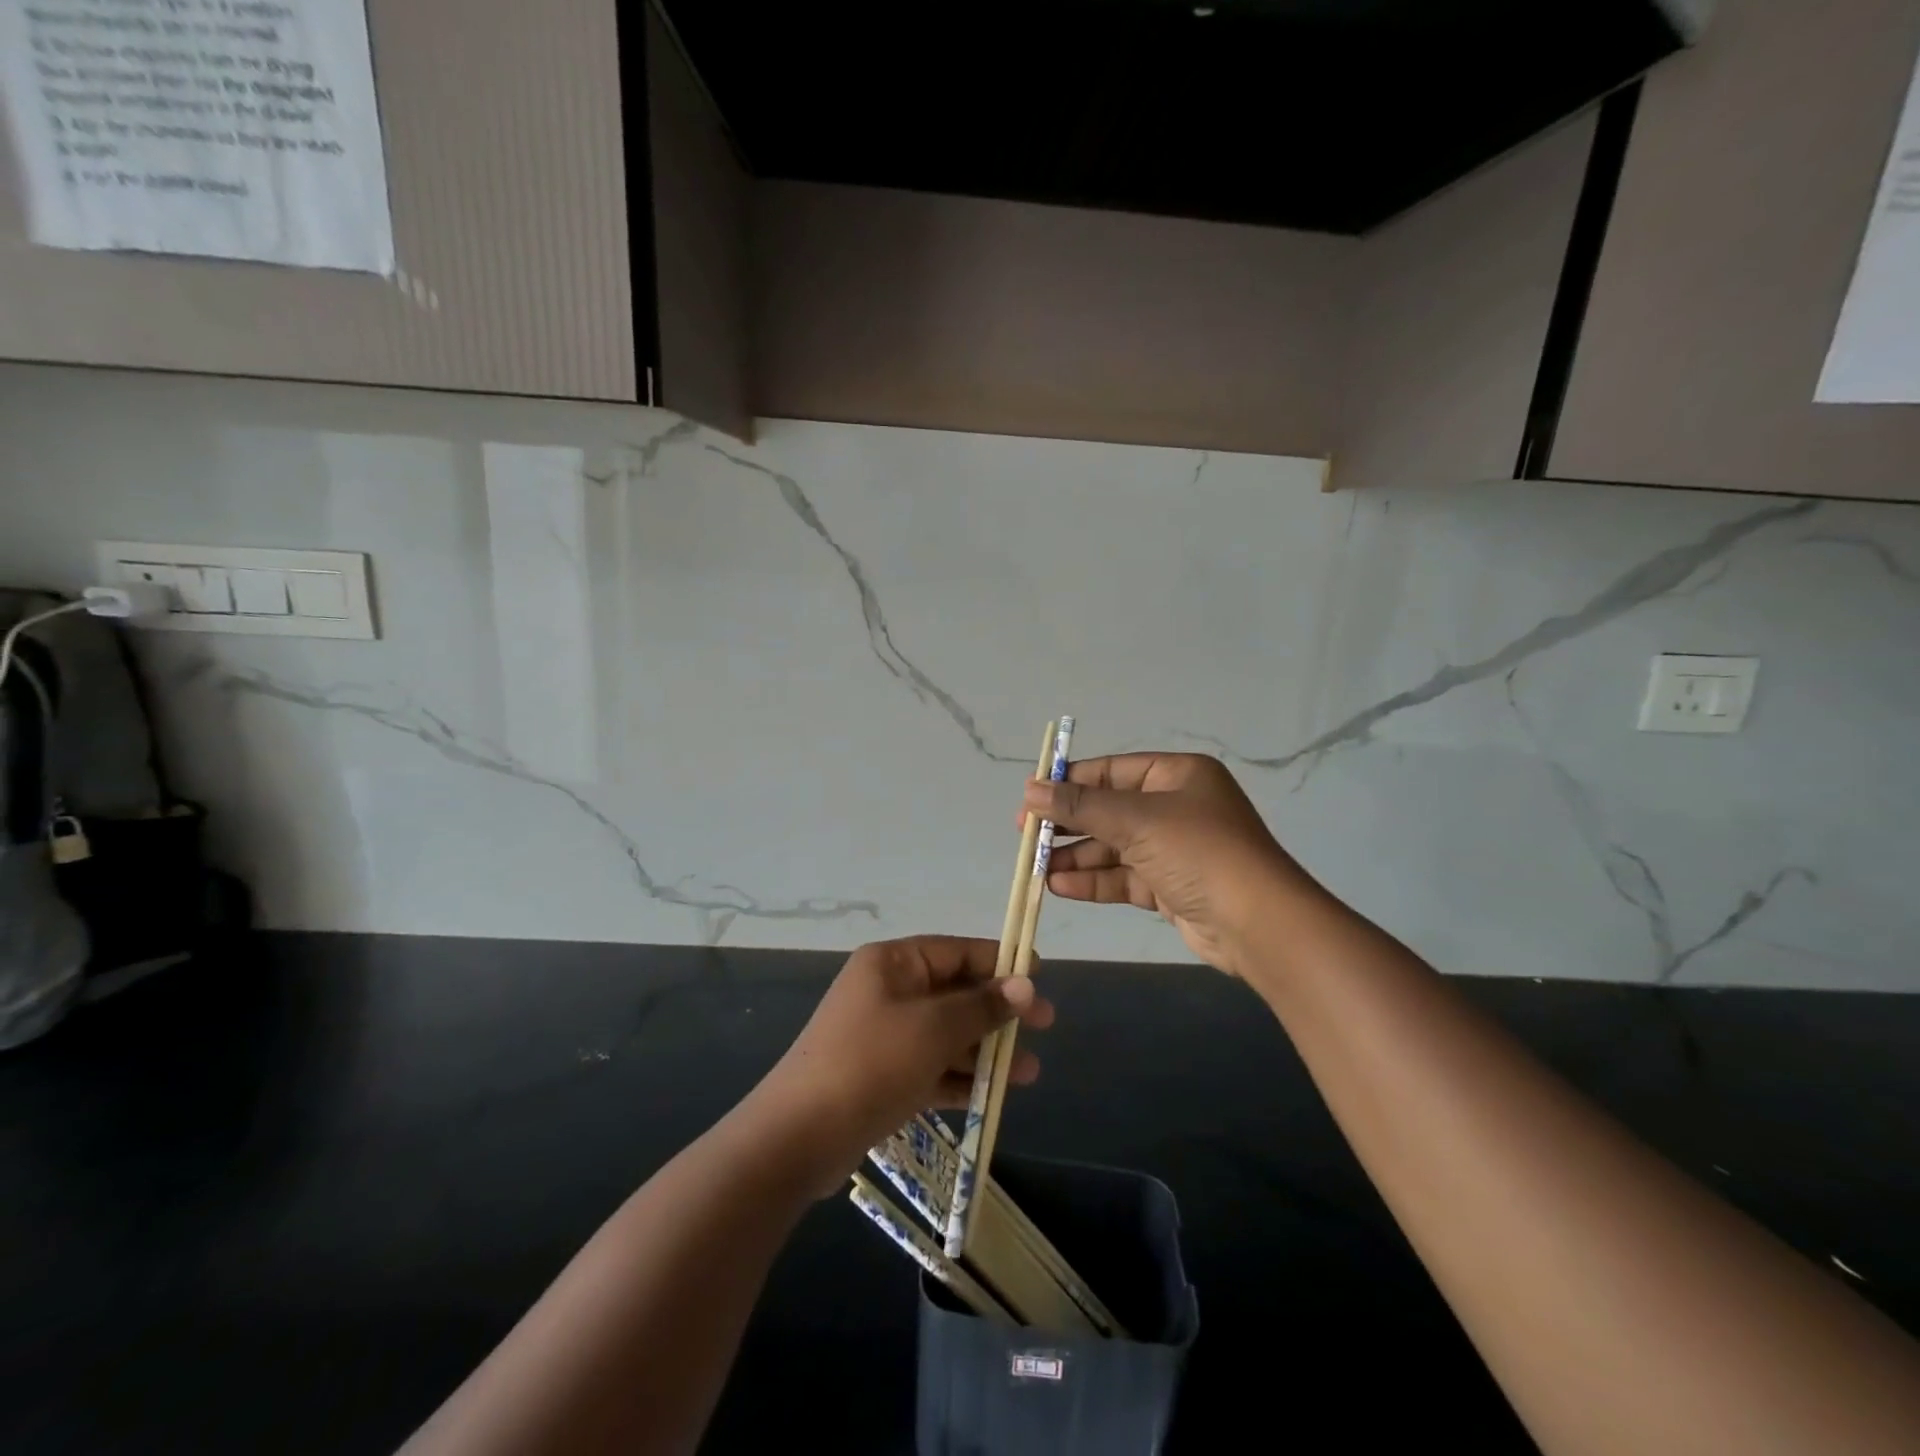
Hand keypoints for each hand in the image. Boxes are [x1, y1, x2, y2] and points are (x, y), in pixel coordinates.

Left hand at [755, 937, 1054, 1180]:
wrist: (799, 1135)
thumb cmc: (872, 1062)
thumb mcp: (934, 1028)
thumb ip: (982, 1006)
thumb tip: (1024, 983)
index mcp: (894, 963)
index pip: (957, 951)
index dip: (999, 960)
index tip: (1039, 974)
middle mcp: (888, 990)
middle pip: (955, 992)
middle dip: (999, 1010)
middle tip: (1045, 1024)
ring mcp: (884, 1035)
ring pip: (947, 1033)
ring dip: (986, 1049)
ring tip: (1029, 1071)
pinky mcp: (883, 1075)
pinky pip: (931, 1066)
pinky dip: (960, 1076)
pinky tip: (994, 1092)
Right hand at [1024, 752, 1312, 975]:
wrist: (1258, 924)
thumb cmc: (1198, 851)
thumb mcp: (1136, 820)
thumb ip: (1080, 806)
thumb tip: (1029, 789)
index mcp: (1177, 775)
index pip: (1111, 771)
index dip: (1069, 783)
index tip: (1030, 798)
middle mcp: (1176, 807)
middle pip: (1109, 810)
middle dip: (1068, 824)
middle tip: (1026, 835)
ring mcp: (1173, 849)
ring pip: (1113, 847)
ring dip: (1076, 856)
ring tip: (1036, 867)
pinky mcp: (1170, 887)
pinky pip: (1123, 877)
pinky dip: (1093, 880)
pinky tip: (1059, 885)